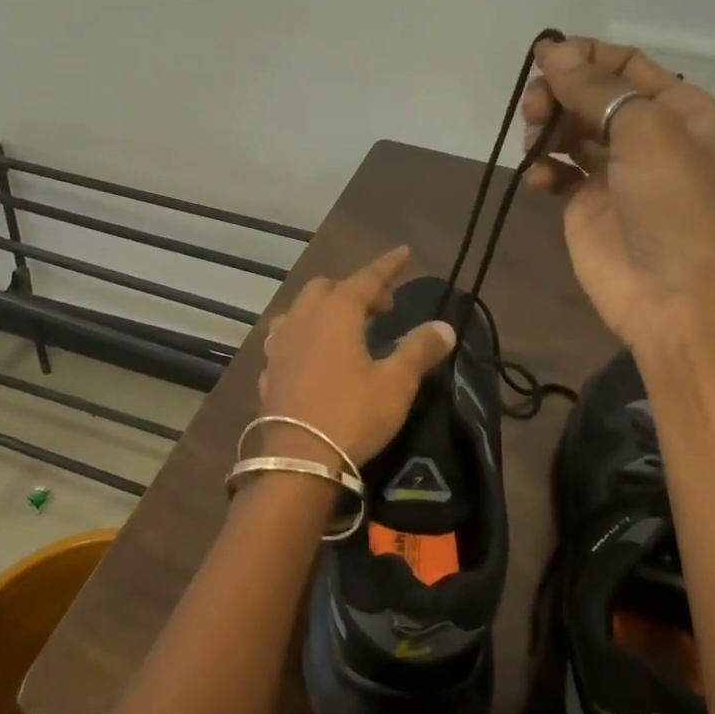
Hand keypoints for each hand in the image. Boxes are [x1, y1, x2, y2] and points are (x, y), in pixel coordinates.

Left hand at [257, 246, 456, 466]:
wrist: (298, 461)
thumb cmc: (352, 415)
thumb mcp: (396, 384)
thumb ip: (419, 350)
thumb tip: (445, 327)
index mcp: (336, 314)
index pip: (366, 278)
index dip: (387, 266)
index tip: (403, 252)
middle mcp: (303, 320)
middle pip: (326, 289)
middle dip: (354, 290)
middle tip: (380, 309)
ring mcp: (280, 346)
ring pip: (300, 311)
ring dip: (324, 310)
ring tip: (344, 329)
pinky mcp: (269, 373)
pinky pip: (287, 341)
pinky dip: (305, 337)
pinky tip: (314, 357)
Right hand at [521, 36, 714, 352]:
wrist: (671, 293)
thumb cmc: (670, 202)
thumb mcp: (644, 130)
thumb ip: (595, 89)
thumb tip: (552, 51)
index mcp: (678, 109)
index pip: (624, 64)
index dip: (583, 56)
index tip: (540, 59)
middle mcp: (647, 134)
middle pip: (591, 95)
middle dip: (560, 93)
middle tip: (535, 108)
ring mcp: (614, 170)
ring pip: (570, 129)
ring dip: (547, 127)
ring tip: (535, 142)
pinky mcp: (587, 203)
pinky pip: (558, 170)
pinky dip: (543, 168)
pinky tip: (538, 179)